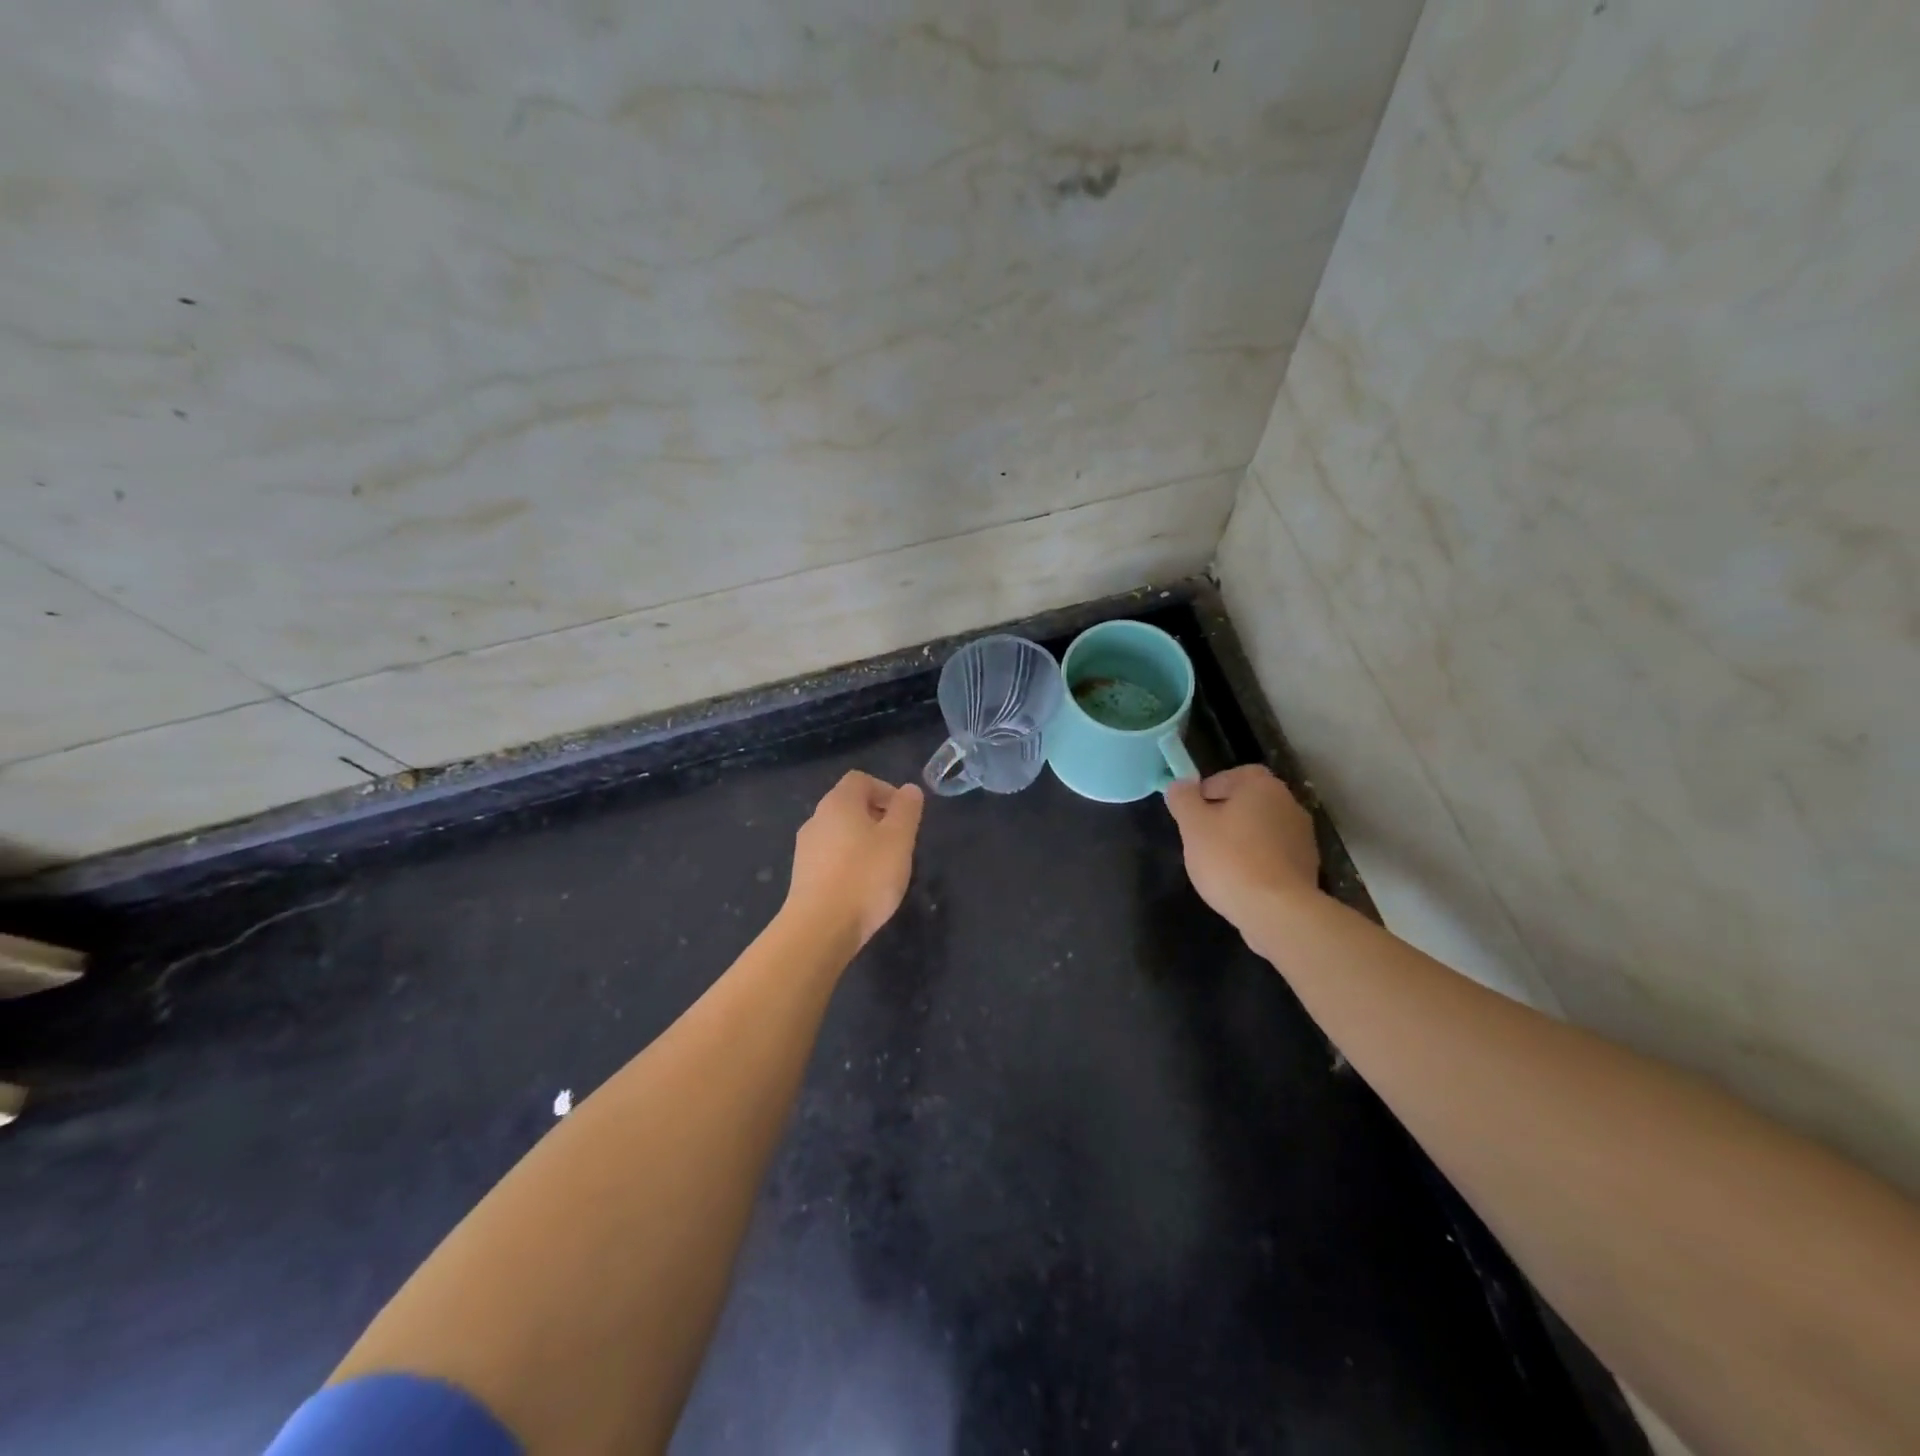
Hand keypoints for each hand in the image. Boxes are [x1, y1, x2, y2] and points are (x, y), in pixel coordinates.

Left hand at [786, 771, 924, 947]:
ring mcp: (806, 849)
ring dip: (864, 842)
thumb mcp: (899, 839)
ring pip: (840, 833)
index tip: (905, 816)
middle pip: (850, 806)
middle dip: (878, 818)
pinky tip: (863, 888)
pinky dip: (850, 864)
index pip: (861, 780)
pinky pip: (831, 858)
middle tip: (900, 843)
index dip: (886, 791)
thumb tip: (909, 790)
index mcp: (838, 803)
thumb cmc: (865, 876)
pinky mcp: (803, 876)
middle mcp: (817, 819)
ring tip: (885, 868)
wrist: (820, 928)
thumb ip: (907, 810)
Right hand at [1164, 766, 1319, 932]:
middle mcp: (1289, 803)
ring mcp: (1303, 836)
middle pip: (1247, 803)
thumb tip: (1181, 785)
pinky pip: (1274, 855)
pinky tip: (1242, 882)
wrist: (1278, 911)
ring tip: (1220, 866)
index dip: (1206, 792)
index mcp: (1262, 785)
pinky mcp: (1307, 866)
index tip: (1192, 815)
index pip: (1230, 776)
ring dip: (1241, 840)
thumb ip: (1183, 798)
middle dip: (1223, 817)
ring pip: (1261, 830)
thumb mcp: (1192, 825)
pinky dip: (1257, 862)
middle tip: (1201, 840)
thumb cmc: (1230, 859)